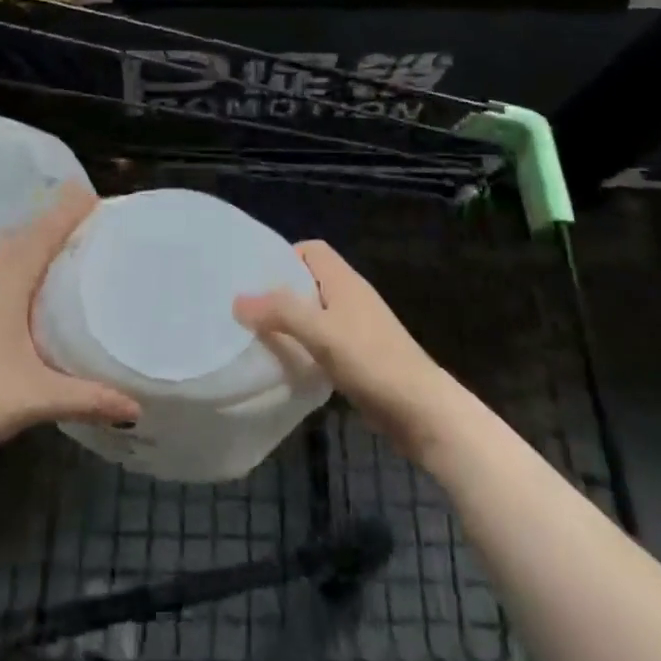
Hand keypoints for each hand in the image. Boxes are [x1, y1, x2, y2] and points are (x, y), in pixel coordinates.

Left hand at [0, 185, 140, 463]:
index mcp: (9, 282)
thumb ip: (88, 398)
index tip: (97, 197)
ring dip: (39, 238)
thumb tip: (135, 406)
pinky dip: (26, 259)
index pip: (44, 233)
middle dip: (58, 220)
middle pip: (28, 235)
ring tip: (70, 240)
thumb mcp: (38, 396)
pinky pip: (5, 269)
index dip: (68, 211)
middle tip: (92, 216)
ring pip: (13, 251)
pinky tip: (37, 281)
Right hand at [234, 240, 462, 462]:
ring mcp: (359, 327)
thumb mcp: (319, 332)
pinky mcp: (362, 355)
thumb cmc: (371, 360)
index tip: (257, 279)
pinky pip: (325, 339)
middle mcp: (351, 296)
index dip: (284, 257)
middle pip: (310, 280)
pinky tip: (292, 364)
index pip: (310, 249)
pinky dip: (307, 345)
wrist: (423, 411)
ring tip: (262, 337)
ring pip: (317, 312)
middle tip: (250, 310)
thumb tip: (237, 300)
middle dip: (281, 291)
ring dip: (293, 321)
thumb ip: (279, 312)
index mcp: (343, 279)